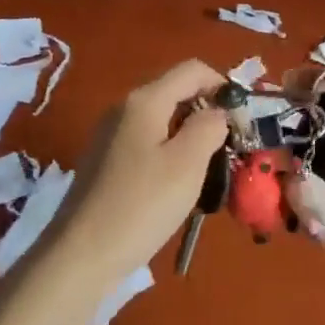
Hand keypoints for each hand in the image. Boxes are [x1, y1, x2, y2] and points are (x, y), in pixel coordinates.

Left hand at [45, 60, 229, 287]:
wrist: (81, 254)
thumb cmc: (141, 204)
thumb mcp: (187, 163)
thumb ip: (209, 127)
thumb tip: (217, 112)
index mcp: (144, 100)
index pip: (192, 70)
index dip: (222, 86)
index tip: (242, 120)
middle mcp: (124, 108)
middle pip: (176, 92)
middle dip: (208, 113)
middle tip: (230, 149)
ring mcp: (111, 135)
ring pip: (163, 120)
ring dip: (190, 136)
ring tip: (209, 171)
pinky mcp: (106, 161)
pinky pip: (147, 143)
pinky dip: (170, 153)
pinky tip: (177, 186)